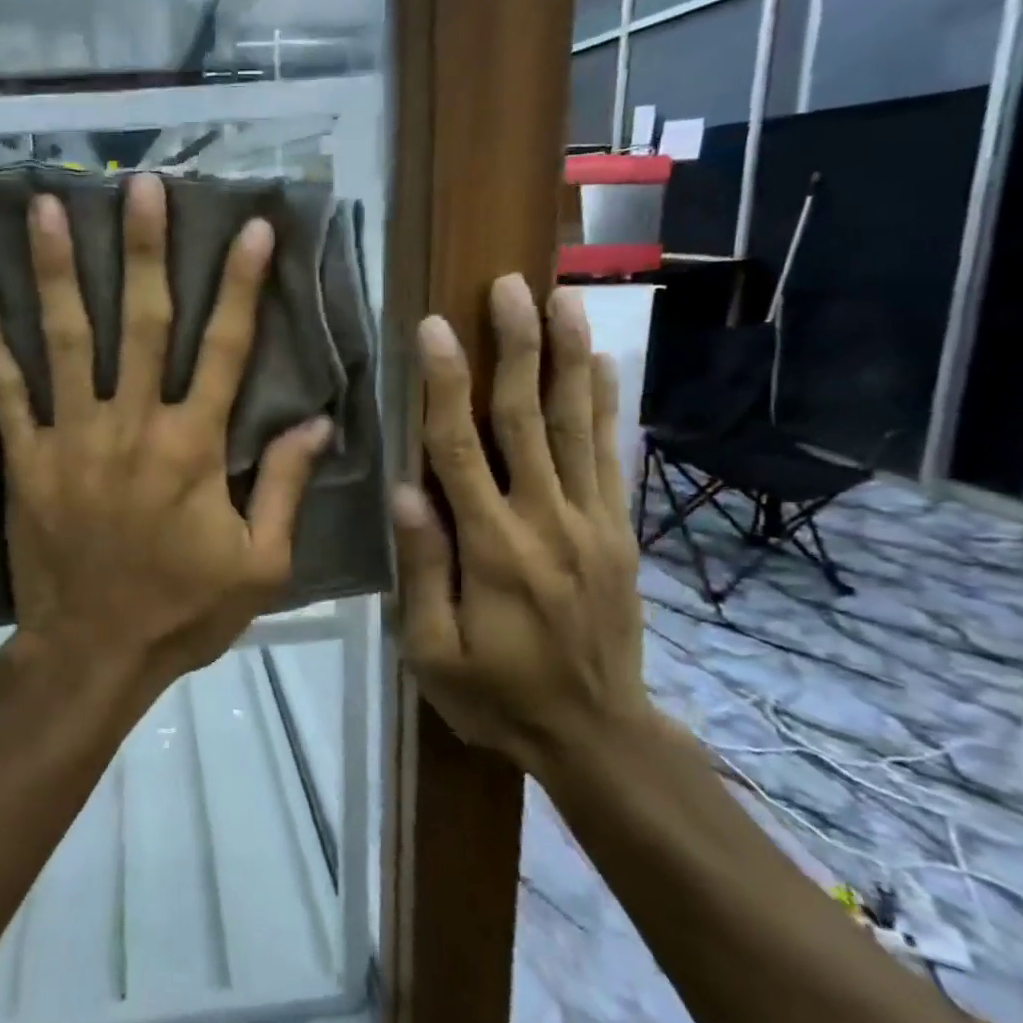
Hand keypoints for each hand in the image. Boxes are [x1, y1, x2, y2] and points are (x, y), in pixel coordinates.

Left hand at [0, 173, 332, 689]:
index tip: (250, 227)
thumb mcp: (260, 563)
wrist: (94, 654)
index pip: (224, 350)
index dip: (241, 285)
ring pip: (65, 340)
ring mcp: (71, 439)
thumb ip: (286, 487)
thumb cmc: (183, 611)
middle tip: (139, 185)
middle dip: (143, 250)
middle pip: (140, 323)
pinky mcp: (26, 459)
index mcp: (193, 448)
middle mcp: (131, 426)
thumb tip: (316, 422)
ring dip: (56, 270)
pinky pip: (3, 392)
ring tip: (46, 205)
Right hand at [392, 275, 651, 777]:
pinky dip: (606, 404)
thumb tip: (404, 492)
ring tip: (563, 299)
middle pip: (527, 418)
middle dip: (516, 347)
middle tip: (509, 286)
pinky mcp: (618, 531)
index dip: (444, 385)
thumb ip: (421, 570)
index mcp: (491, 549)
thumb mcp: (434, 653)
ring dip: (568, 357)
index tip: (435, 328)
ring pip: (577, 425)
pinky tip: (601, 362)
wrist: (598, 736)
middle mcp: (545, 521)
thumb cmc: (497, 696)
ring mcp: (591, 522)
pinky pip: (610, 455)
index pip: (460, 449)